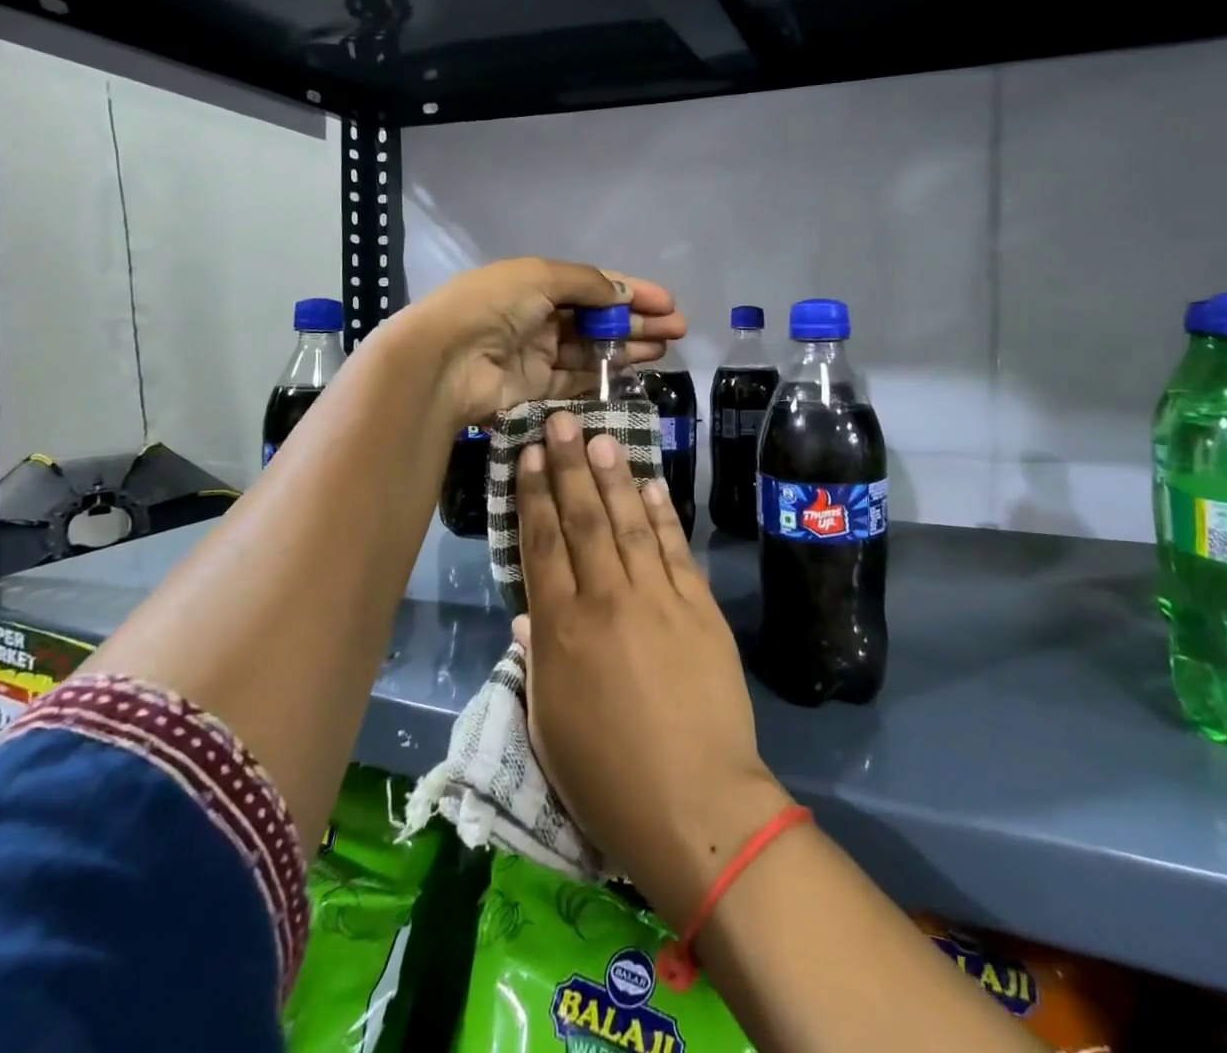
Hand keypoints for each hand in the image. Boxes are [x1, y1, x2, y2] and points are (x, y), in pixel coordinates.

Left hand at [395, 258, 685, 424]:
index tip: (668, 303)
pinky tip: (635, 371)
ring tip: (664, 349)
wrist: (445, 360)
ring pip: (593, 349)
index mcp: (537, 283)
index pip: (594, 285)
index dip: (632, 292)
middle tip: (677, 330)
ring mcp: (537, 354)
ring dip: (628, 347)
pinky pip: (578, 379)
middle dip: (638, 321)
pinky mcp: (536, 388)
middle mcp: (538, 316)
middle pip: (598, 318)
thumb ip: (587, 284)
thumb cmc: (492, 306)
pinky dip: (605, 375)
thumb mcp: (541, 277)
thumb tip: (624, 294)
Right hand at [514, 413, 792, 927]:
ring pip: (629, 521)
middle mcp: (606, 598)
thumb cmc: (607, 778)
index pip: (542, 543)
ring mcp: (658, 597)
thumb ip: (536, 658)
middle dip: (569, 465)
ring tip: (602, 437)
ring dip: (615, 475)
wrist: (695, 803)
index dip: (533, 494)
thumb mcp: (549, 724)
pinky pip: (674, 548)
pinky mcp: (699, 606)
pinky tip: (652, 484)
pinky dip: (661, 513)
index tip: (528, 455)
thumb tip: (529, 611)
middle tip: (562, 421)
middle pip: (584, 517)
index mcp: (561, 628)